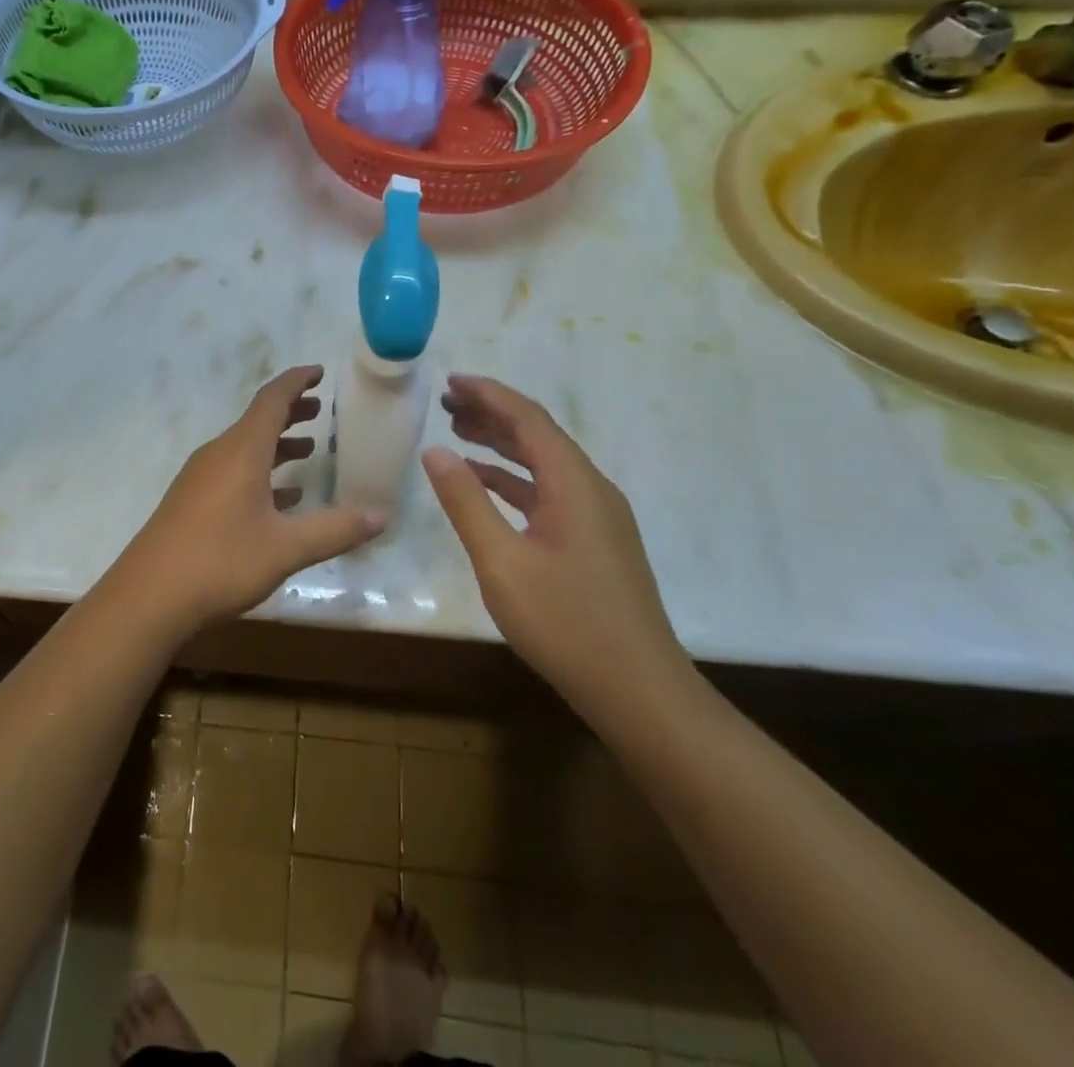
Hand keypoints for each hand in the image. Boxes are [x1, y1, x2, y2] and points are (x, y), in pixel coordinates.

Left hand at [113, 366, 386, 630]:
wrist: (149, 596)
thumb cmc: (221, 561)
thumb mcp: (286, 547)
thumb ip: (335, 529)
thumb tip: (383, 516)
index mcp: (241, 451)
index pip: (272, 399)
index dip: (297, 381)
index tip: (319, 372)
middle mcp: (218, 454)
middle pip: (257, 420)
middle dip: (290, 411)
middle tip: (319, 409)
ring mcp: (200, 477)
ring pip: (244, 447)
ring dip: (276, 444)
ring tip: (307, 449)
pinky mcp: (191, 500)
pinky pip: (232, 472)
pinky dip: (260, 473)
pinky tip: (280, 497)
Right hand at [421, 374, 691, 716]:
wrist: (638, 690)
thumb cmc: (566, 623)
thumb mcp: (501, 562)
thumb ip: (466, 502)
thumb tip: (434, 451)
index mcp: (574, 484)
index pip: (528, 419)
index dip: (488, 394)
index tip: (450, 381)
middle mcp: (591, 489)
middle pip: (538, 435)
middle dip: (492, 414)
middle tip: (445, 404)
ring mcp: (598, 517)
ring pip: (544, 464)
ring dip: (502, 445)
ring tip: (457, 433)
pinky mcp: (595, 541)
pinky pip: (549, 492)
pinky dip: (514, 480)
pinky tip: (486, 485)